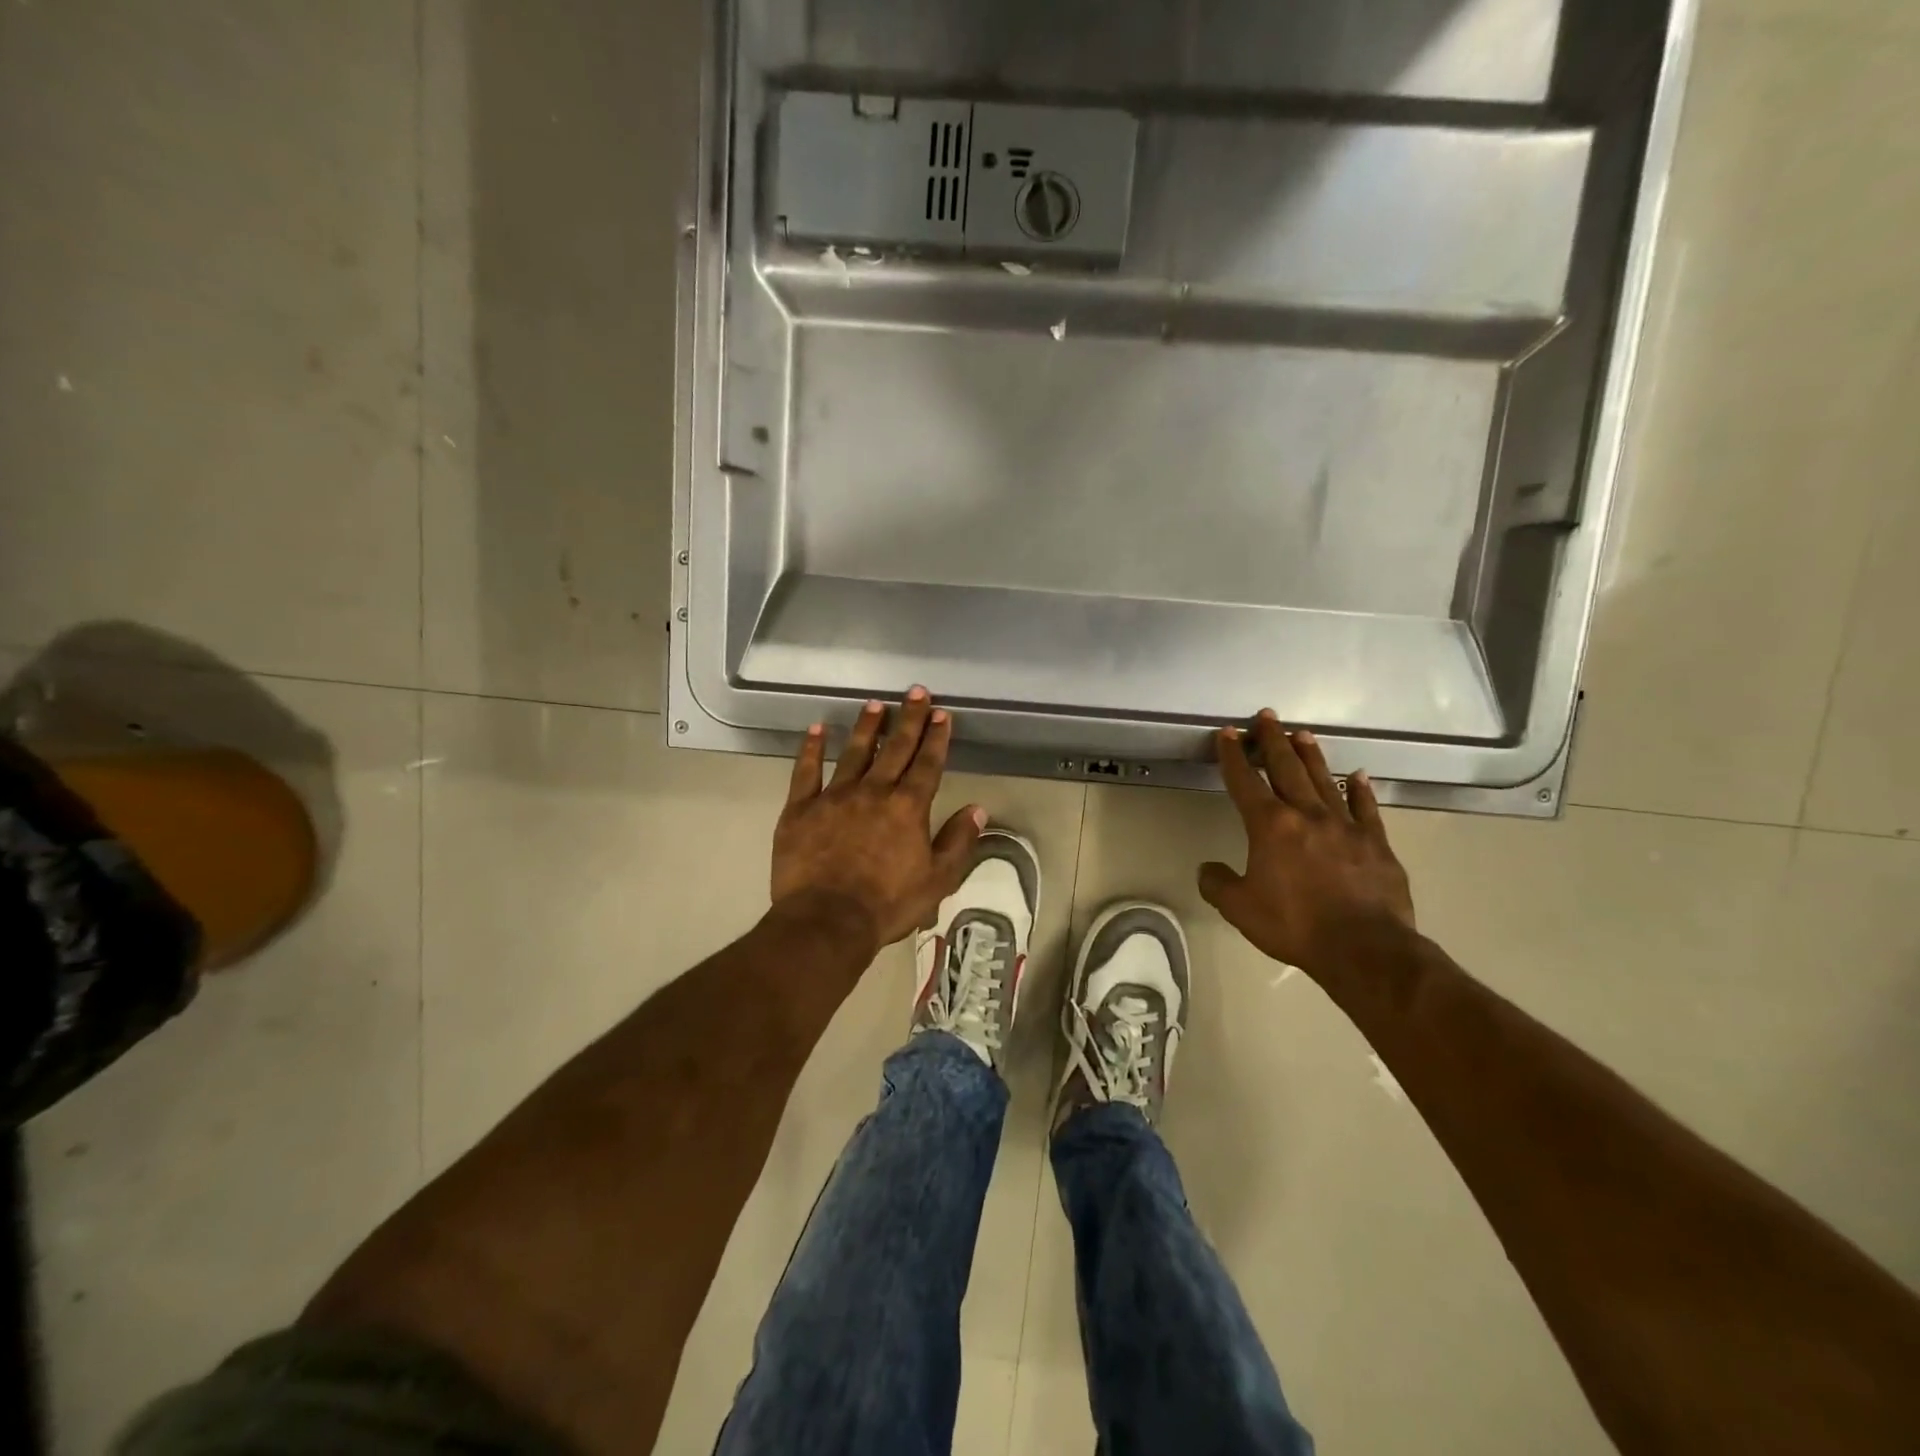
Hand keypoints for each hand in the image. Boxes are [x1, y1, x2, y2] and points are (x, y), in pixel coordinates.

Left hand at [772, 688, 984, 952]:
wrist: (826, 921)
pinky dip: (811, 749)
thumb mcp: (937, 880)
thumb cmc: (887, 905)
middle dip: (909, 719)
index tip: (941, 714)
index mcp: (907, 807)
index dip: (936, 737)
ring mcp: (834, 796)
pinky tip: (817, 730)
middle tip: (916, 692)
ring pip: (854, 752)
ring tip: (875, 705)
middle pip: (895, 748)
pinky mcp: (800, 808)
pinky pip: (806, 771)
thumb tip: (978, 809)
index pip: (927, 764)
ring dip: (867, 727)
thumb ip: (958, 842)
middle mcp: (873, 792)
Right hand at [1198, 711, 1415, 974]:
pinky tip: (1359, 775)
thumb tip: (1208, 869)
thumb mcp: (1240, 908)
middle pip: (1286, 768)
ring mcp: (1345, 825)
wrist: (1364, 947)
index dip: (1233, 756)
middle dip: (1273, 741)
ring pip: (1324, 779)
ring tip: (1302, 733)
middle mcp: (1307, 814)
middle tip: (1268, 716)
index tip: (1228, 733)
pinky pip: (1366, 808)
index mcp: (1270, 826)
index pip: (1245, 781)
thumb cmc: (1294, 924)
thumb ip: (1218, 884)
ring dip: (1310, 755)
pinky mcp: (1376, 842)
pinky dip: (1360, 789)